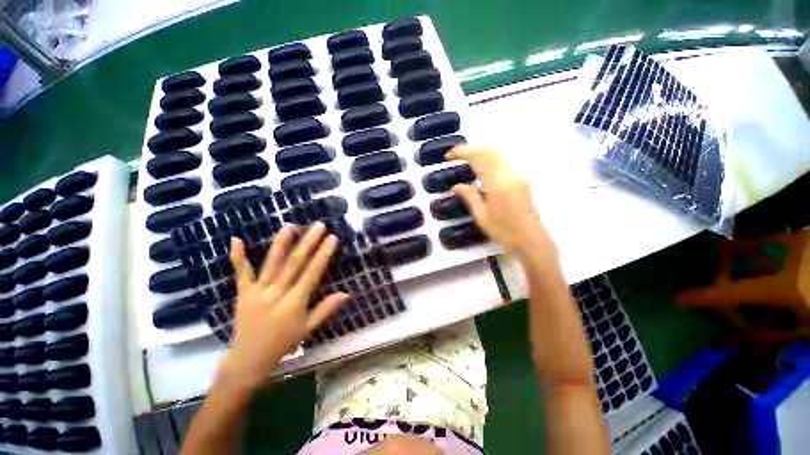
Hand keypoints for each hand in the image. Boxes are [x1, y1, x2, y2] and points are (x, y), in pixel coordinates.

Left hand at [218, 223, 347, 387]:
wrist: (249, 358)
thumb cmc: (283, 343)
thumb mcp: (308, 328)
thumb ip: (326, 309)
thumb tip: (346, 293)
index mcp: (295, 301)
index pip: (312, 272)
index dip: (323, 254)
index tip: (332, 238)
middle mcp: (277, 292)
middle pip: (295, 263)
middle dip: (308, 242)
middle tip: (318, 225)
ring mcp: (258, 291)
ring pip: (272, 263)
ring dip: (281, 243)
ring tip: (290, 226)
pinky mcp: (243, 292)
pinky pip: (241, 272)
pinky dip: (238, 256)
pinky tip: (236, 240)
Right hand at [447, 146, 554, 256]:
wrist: (531, 240)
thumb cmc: (504, 231)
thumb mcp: (481, 216)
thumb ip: (469, 197)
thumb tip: (456, 186)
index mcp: (498, 182)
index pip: (480, 156)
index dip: (463, 152)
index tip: (449, 156)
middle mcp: (510, 174)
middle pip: (490, 150)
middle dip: (471, 149)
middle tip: (456, 155)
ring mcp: (518, 176)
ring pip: (499, 154)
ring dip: (481, 152)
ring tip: (466, 160)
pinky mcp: (522, 180)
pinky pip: (504, 162)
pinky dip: (490, 159)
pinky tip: (482, 168)